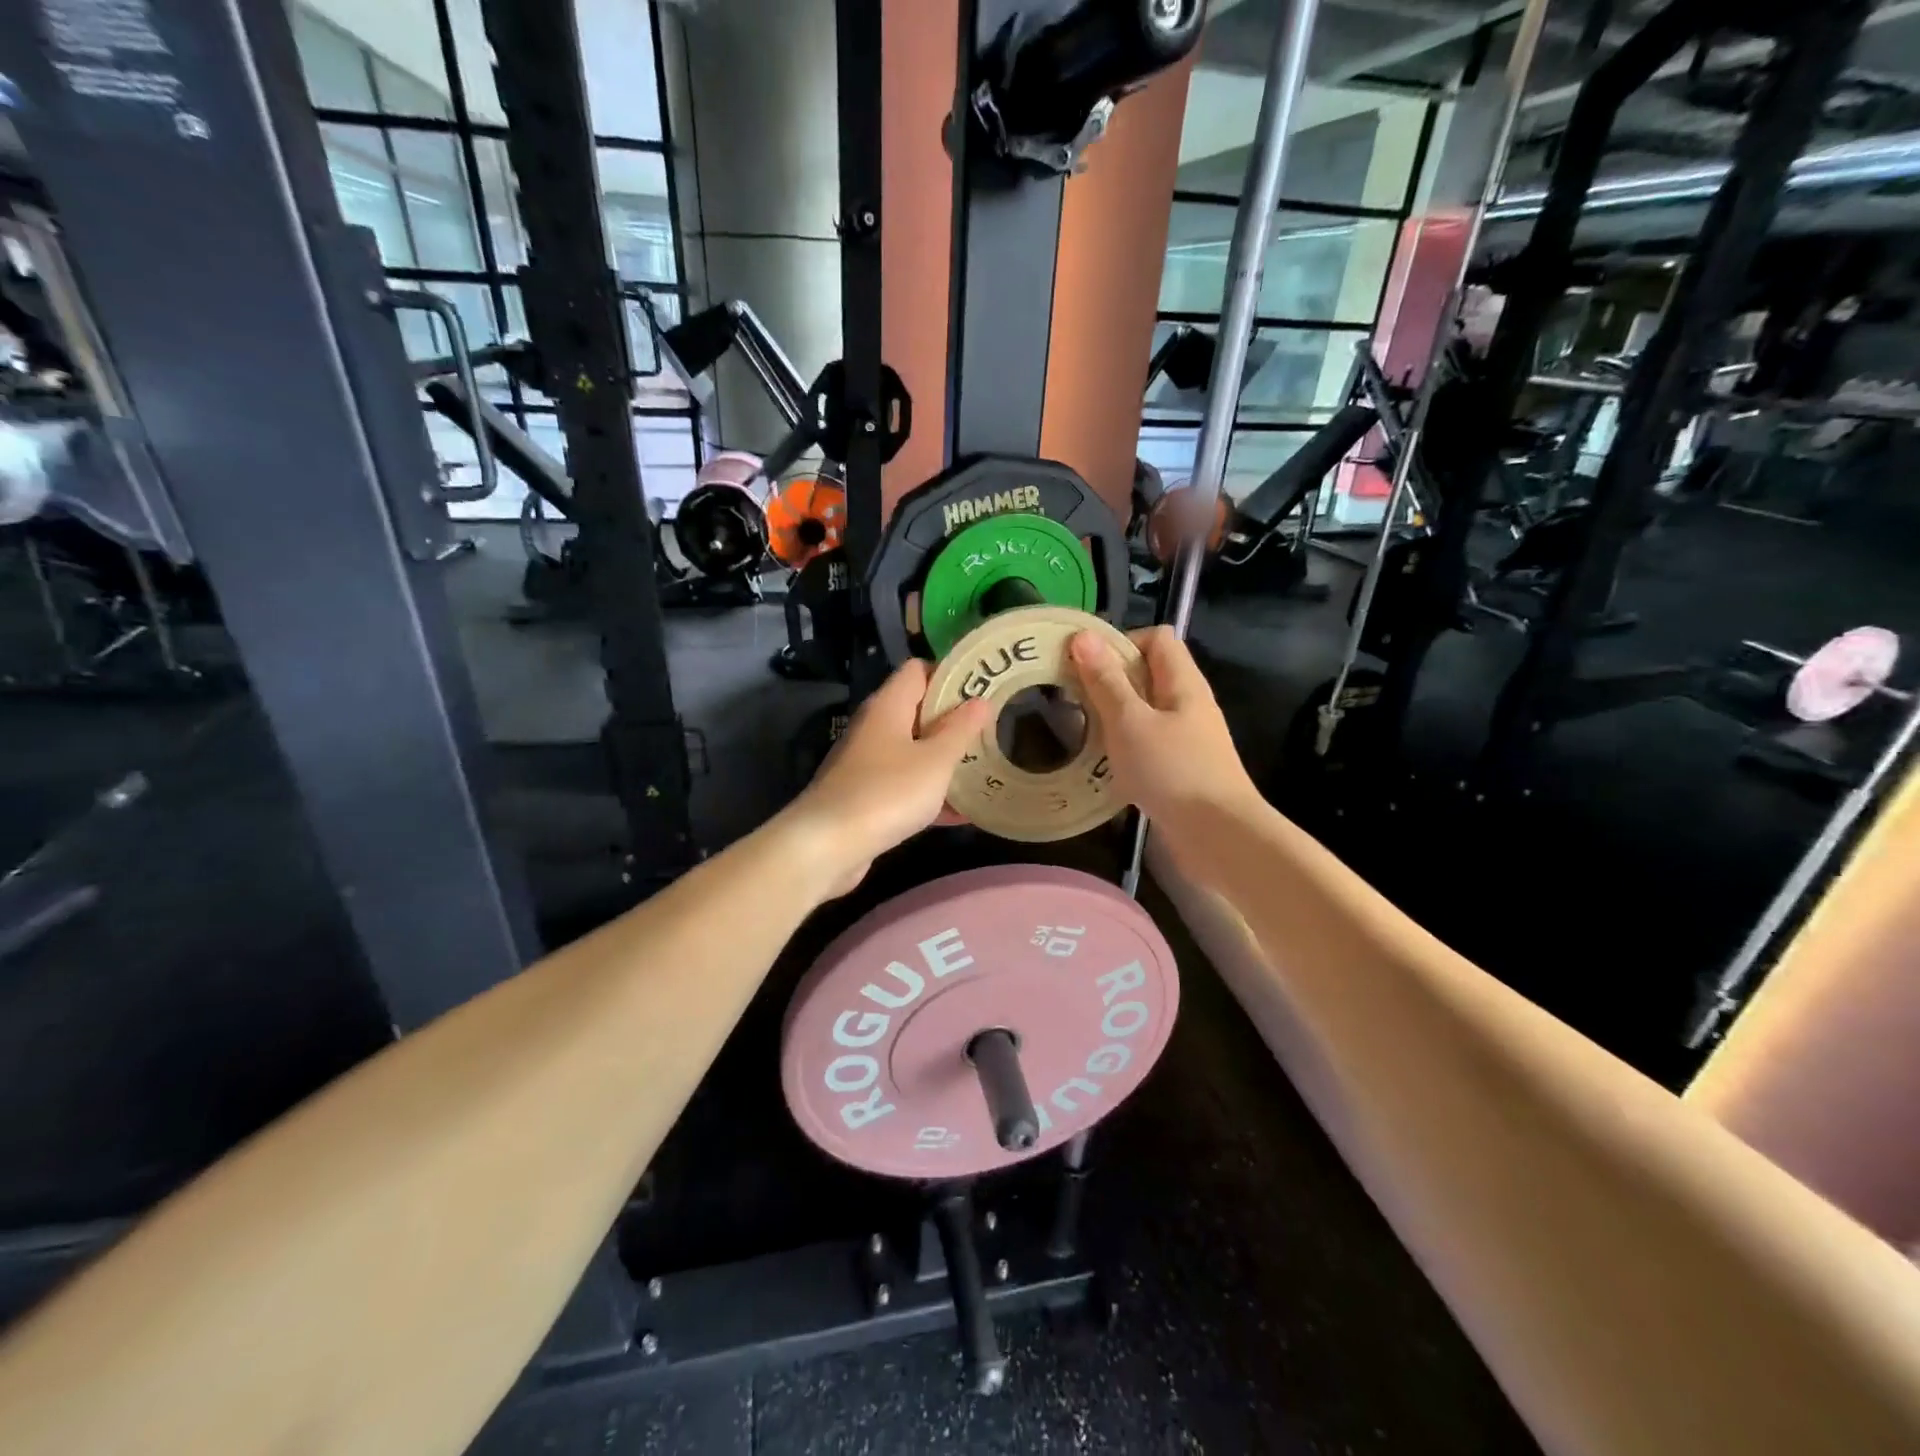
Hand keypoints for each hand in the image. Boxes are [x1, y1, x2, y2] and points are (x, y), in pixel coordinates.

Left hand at [784, 661, 992, 897]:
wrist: (827, 846)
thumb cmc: (887, 792)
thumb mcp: (935, 760)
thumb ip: (960, 730)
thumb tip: (980, 700)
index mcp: (888, 706)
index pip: (918, 670)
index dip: (950, 674)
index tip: (983, 688)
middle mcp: (874, 728)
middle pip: (917, 711)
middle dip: (954, 720)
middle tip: (992, 728)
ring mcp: (867, 764)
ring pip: (913, 751)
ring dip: (944, 759)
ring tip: (984, 766)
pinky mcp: (866, 797)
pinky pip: (905, 786)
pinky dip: (930, 794)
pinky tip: (962, 813)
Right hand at [1068, 626, 1258, 826]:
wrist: (1217, 836)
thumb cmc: (1173, 771)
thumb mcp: (1130, 722)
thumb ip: (1106, 681)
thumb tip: (1084, 637)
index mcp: (1182, 682)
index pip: (1156, 638)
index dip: (1121, 642)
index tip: (1085, 665)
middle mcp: (1187, 704)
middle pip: (1147, 674)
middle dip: (1108, 681)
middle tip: (1071, 699)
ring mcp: (1185, 738)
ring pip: (1143, 712)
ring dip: (1112, 717)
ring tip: (1078, 730)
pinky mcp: (1179, 769)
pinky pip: (1146, 744)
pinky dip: (1122, 747)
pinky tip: (1100, 764)